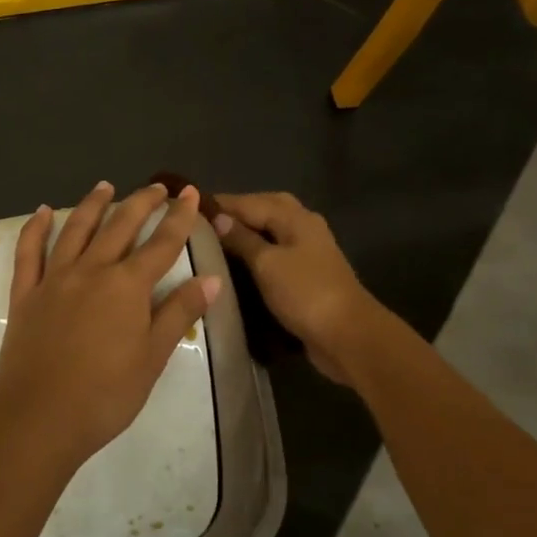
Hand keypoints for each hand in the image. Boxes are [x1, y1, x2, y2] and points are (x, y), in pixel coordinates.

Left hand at [0, 181, 223, 471]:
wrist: (39, 418)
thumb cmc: (105, 394)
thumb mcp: (153, 357)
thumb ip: (179, 313)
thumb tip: (212, 280)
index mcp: (127, 286)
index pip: (162, 243)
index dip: (180, 217)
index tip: (190, 193)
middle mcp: (92, 270)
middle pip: (120, 226)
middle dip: (141, 202)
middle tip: (156, 187)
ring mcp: (55, 279)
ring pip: (76, 230)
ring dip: (92, 204)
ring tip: (105, 186)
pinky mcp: (25, 294)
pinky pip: (29, 252)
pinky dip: (36, 228)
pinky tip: (42, 211)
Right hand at [211, 192, 384, 383]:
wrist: (347, 335)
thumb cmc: (304, 293)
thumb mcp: (266, 263)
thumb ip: (242, 238)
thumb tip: (218, 218)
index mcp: (295, 217)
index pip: (250, 201)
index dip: (220, 204)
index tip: (189, 208)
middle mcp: (304, 227)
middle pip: (265, 210)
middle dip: (235, 213)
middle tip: (203, 224)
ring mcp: (308, 251)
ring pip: (272, 232)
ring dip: (247, 233)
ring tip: (215, 243)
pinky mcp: (308, 275)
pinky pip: (277, 254)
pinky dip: (258, 254)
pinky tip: (239, 265)